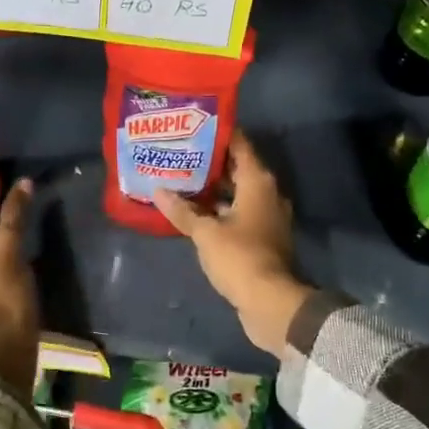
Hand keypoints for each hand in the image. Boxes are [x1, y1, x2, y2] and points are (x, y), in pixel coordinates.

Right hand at [154, 134, 312, 355]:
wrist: (270, 302)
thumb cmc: (239, 257)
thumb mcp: (205, 232)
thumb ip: (183, 210)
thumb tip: (158, 191)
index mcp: (258, 182)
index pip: (239, 145)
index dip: (218, 134)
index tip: (193, 126)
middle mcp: (267, 193)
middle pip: (237, 168)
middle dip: (210, 162)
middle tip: (180, 153)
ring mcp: (267, 217)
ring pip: (237, 193)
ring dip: (214, 189)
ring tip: (181, 180)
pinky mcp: (262, 238)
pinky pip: (239, 214)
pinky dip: (220, 210)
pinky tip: (195, 212)